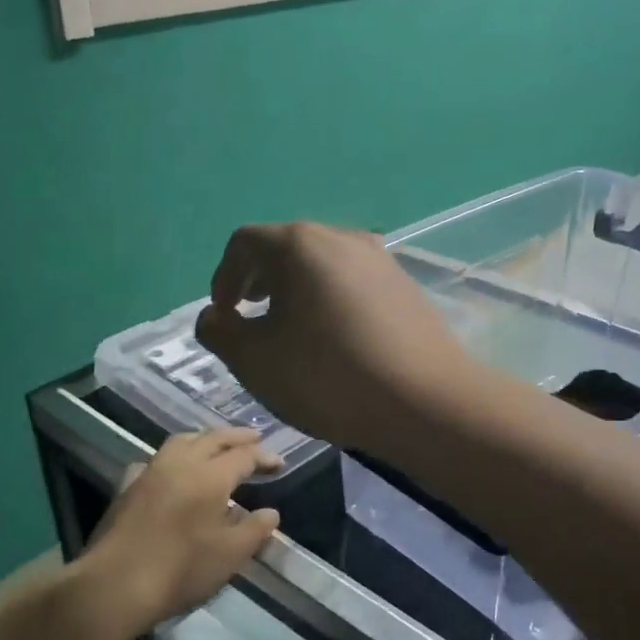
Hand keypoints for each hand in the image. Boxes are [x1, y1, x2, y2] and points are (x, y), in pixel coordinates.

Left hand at [82, 429, 281, 635]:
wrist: (115, 585)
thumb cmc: (181, 569)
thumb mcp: (231, 554)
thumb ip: (255, 529)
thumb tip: (270, 512)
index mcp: (211, 476)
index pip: (244, 456)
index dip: (264, 457)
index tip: (280, 464)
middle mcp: (181, 463)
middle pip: (213, 438)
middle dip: (237, 437)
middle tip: (255, 437)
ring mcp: (151, 472)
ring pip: (182, 441)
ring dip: (205, 438)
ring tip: (217, 445)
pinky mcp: (128, 486)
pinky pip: (156, 459)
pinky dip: (174, 456)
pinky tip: (173, 469)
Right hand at [194, 222, 469, 452]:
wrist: (425, 401)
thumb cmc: (328, 377)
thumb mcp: (255, 361)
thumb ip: (220, 332)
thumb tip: (213, 316)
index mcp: (300, 244)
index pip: (244, 243)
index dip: (223, 277)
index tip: (224, 314)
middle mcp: (342, 237)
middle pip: (286, 247)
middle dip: (259, 281)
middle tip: (250, 316)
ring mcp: (380, 259)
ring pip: (322, 264)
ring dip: (296, 290)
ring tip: (290, 329)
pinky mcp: (405, 286)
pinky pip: (352, 282)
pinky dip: (330, 299)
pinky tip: (335, 339)